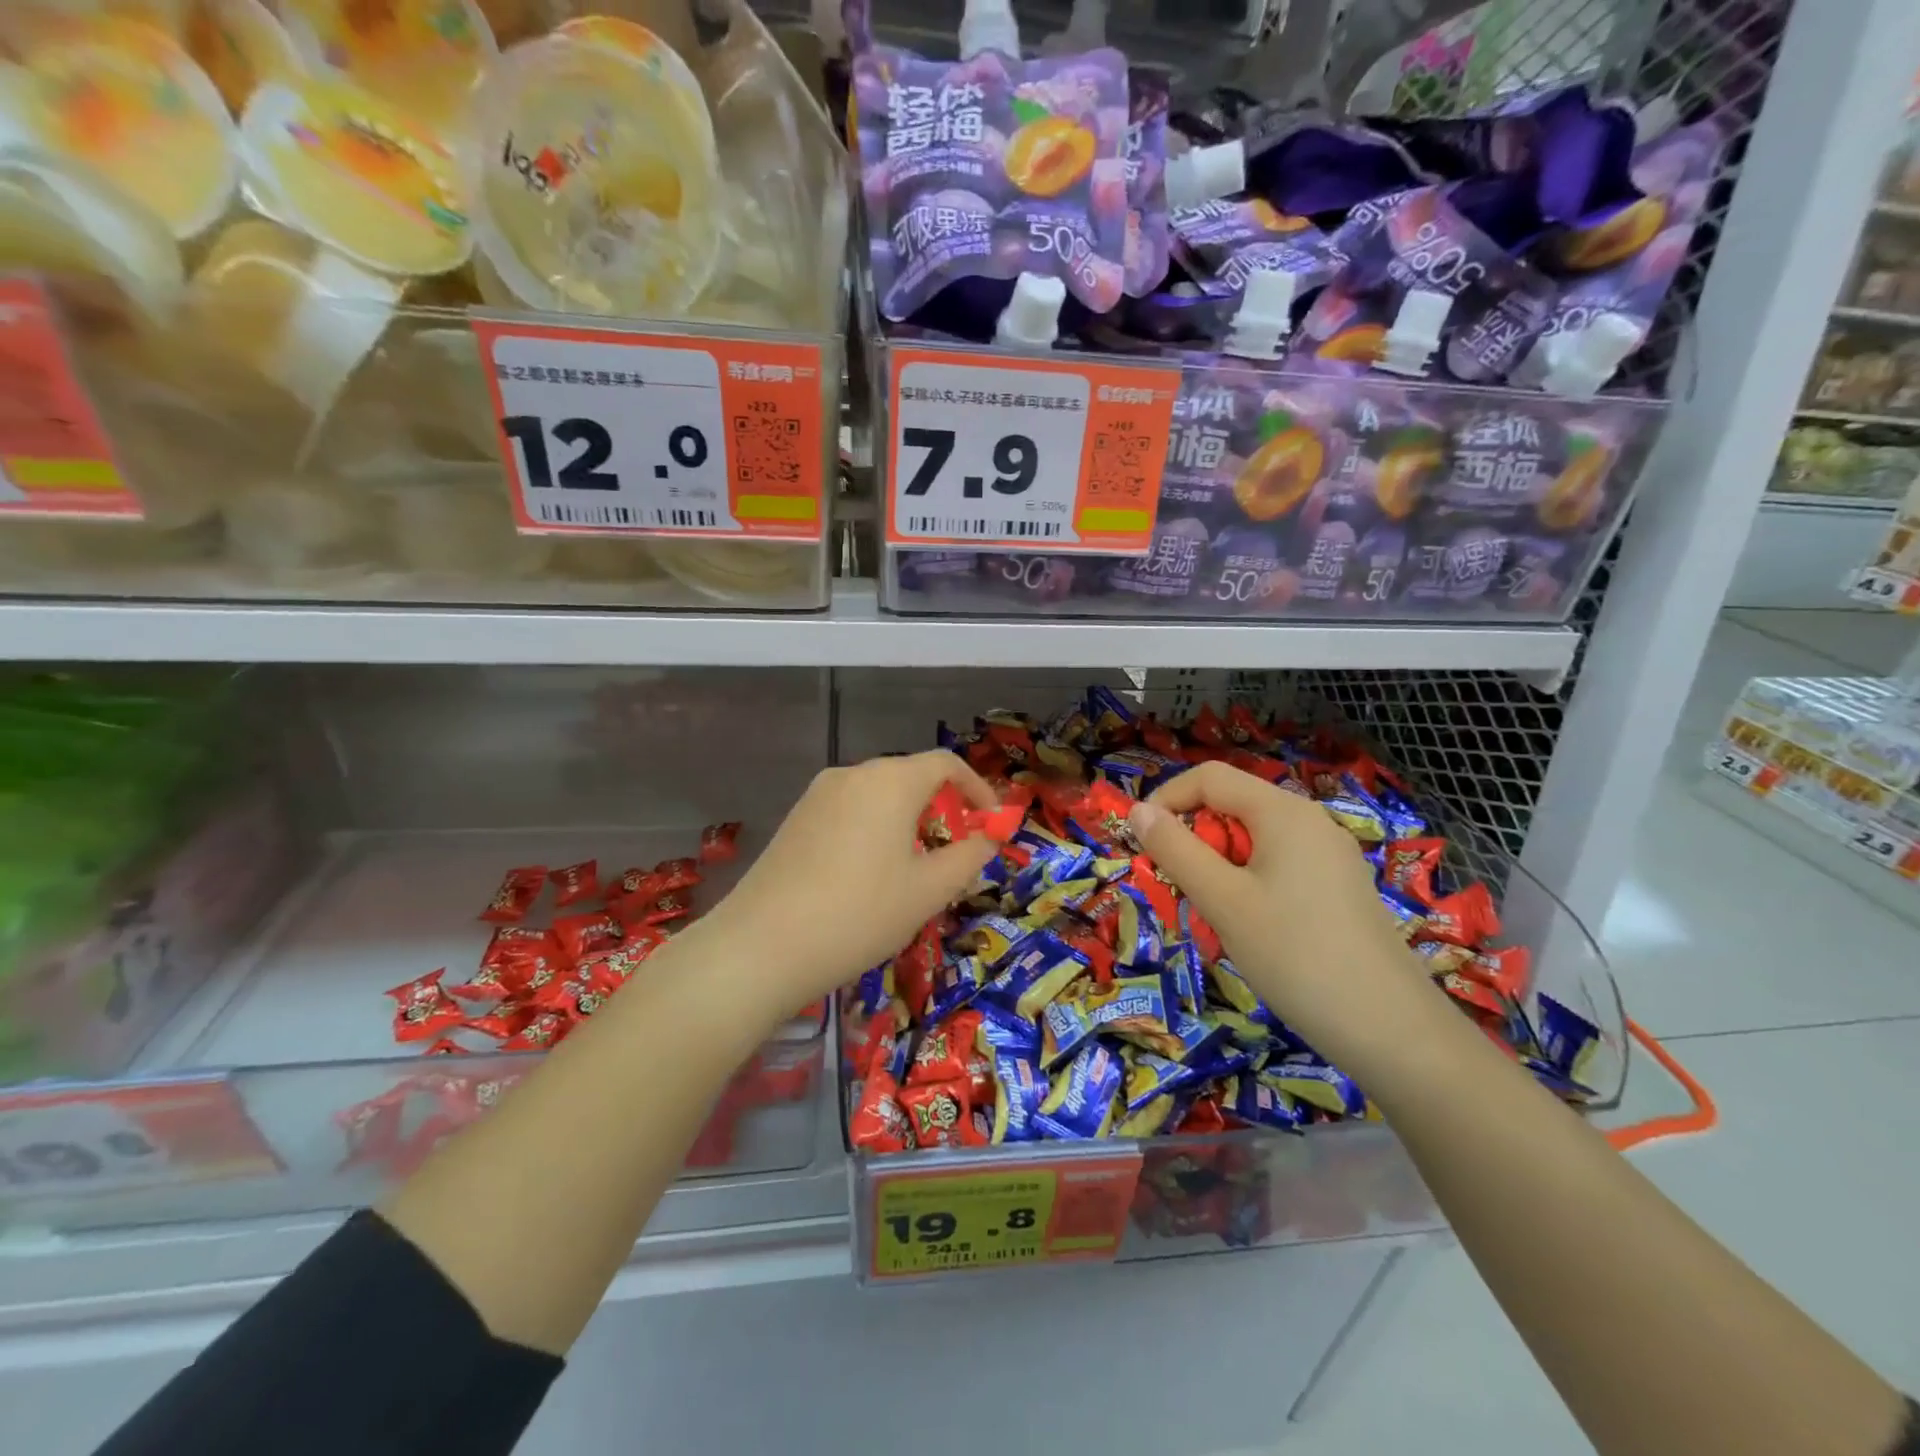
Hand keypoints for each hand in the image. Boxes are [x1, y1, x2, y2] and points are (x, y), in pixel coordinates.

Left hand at [700, 752, 998, 1015]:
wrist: (761, 946)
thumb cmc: (860, 913)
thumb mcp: (928, 890)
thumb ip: (968, 856)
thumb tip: (988, 837)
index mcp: (890, 781)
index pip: (946, 764)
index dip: (977, 789)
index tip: (991, 824)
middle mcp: (852, 775)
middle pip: (910, 777)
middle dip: (942, 808)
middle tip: (956, 852)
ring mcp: (817, 795)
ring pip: (878, 796)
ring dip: (907, 821)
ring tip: (915, 868)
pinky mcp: (795, 819)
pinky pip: (849, 812)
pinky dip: (874, 829)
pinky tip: (870, 875)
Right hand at [1128, 762, 1435, 1066]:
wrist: (1392, 1030)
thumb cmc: (1295, 955)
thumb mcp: (1222, 901)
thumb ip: (1176, 850)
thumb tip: (1139, 811)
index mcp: (1283, 812)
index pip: (1209, 777)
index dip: (1166, 799)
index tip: (1140, 841)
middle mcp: (1310, 822)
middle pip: (1233, 806)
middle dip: (1193, 839)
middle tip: (1176, 888)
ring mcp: (1329, 856)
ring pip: (1254, 841)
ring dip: (1217, 866)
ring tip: (1210, 915)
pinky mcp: (1339, 888)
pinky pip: (1278, 866)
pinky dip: (1247, 884)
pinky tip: (1249, 928)